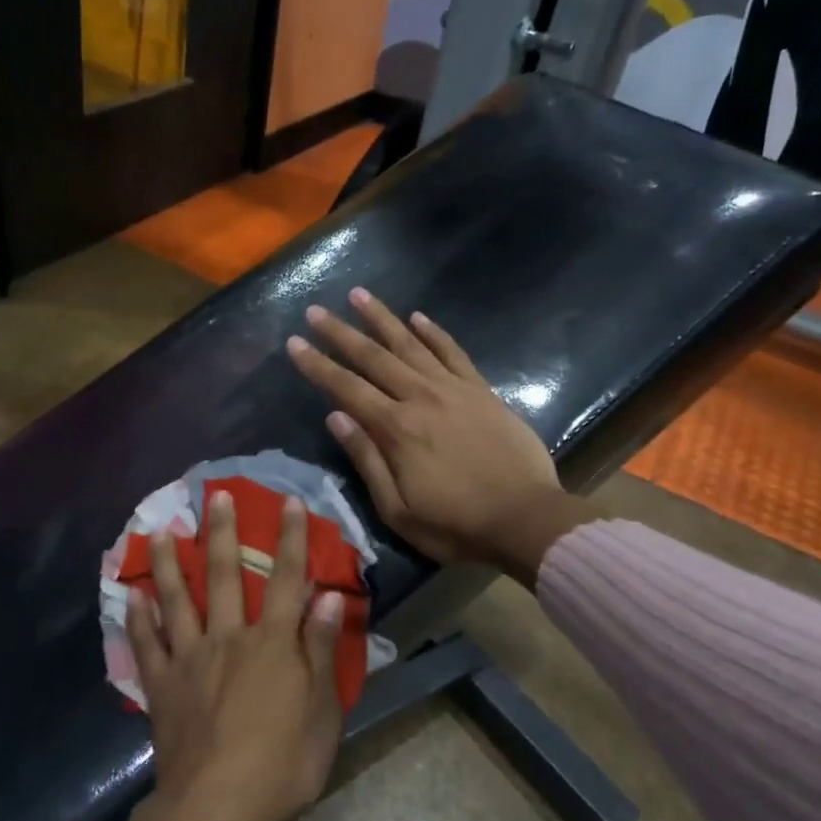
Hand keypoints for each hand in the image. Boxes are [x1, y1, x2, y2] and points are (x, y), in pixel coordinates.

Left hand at [118, 490, 345, 820]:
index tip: (290, 502)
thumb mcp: (323, 710)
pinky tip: (132, 596)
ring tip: (161, 530)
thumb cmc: (282, 763)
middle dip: (223, 532)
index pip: (286, 579)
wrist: (218, 808)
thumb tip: (330, 595)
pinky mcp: (162, 686)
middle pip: (224, 575)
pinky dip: (138, 618)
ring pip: (177, 599)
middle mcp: (228, 638)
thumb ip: (323, 649)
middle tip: (216, 495)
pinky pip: (146, 644)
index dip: (291, 538)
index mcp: (272, 643)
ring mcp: (189, 659)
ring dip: (169, 562)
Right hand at [286, 287, 592, 586]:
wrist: (526, 519)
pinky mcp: (482, 391)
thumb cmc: (456, 525)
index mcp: (397, 429)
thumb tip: (336, 417)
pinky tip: (418, 317)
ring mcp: (454, 390)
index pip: (346, 388)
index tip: (294, 343)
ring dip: (382, 319)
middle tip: (315, 310)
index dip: (317, 365)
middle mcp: (421, 398)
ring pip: (411, 344)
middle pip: (373, 357)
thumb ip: (366, 460)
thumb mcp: (398, 509)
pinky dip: (434, 333)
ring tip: (359, 295)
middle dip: (341, 332)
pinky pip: (453, 353)